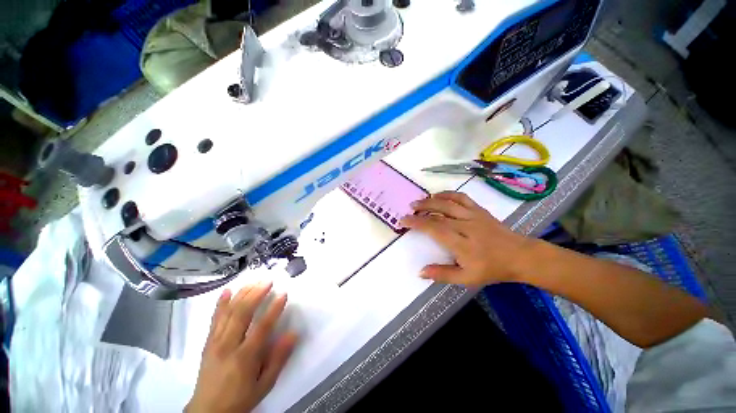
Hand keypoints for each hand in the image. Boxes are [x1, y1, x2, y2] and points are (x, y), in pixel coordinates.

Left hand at [186, 282, 297, 412]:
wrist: (208, 411)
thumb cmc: (241, 397)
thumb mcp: (265, 384)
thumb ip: (279, 359)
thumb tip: (293, 334)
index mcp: (244, 358)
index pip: (261, 328)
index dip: (273, 309)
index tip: (283, 294)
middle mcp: (227, 346)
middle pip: (242, 314)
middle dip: (256, 294)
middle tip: (268, 280)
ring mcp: (215, 342)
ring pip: (229, 312)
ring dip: (242, 294)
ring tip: (254, 280)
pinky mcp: (208, 342)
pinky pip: (215, 319)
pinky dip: (221, 303)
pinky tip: (227, 290)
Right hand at [400, 191, 532, 285]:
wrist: (520, 256)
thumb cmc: (492, 269)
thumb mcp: (467, 279)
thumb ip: (442, 274)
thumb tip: (420, 271)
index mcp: (462, 244)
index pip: (434, 229)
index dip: (417, 223)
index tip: (404, 221)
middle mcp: (466, 226)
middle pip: (438, 214)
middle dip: (420, 211)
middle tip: (408, 210)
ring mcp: (473, 215)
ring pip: (447, 203)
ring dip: (430, 201)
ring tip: (418, 202)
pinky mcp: (479, 210)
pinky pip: (461, 197)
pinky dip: (448, 194)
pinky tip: (438, 195)